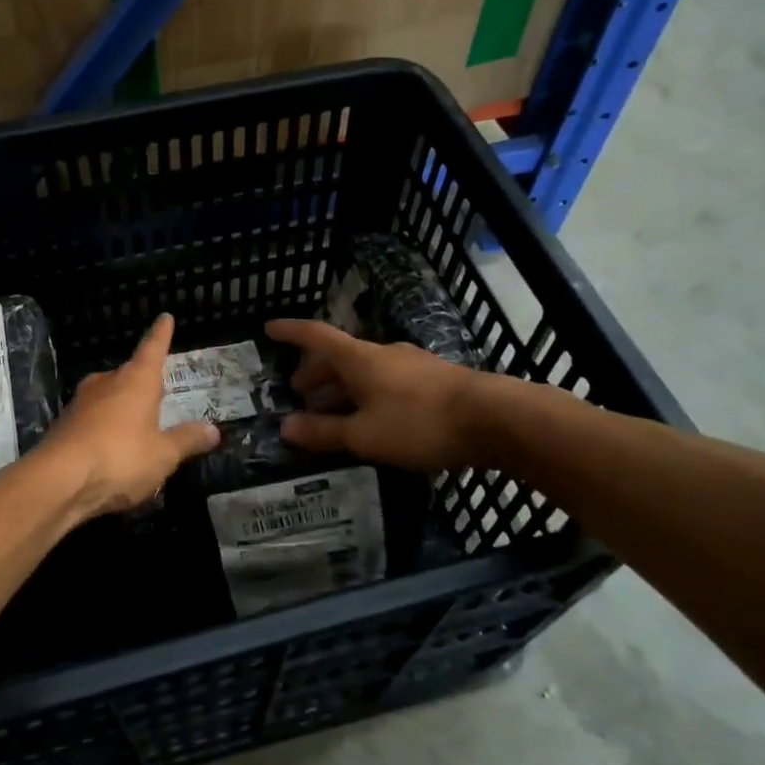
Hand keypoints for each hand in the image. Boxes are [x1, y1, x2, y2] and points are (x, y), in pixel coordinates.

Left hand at [40, 314, 219, 518]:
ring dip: (123, 410)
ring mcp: (81, 403)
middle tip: (159, 395)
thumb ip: (187, 440)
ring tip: (138, 429)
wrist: (58, 481)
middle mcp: (107, 383)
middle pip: (129, 376)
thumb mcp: (163, 455)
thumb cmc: (120, 458)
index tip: (164, 317)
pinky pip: (93, 422)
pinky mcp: (64, 426)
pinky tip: (111, 451)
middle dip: (143, 384)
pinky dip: (105, 431)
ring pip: (109, 398)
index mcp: (136, 381)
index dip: (161, 334)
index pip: (153, 348)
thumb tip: (213, 429)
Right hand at [264, 318, 486, 473]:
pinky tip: (371, 418)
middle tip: (298, 391)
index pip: (316, 336)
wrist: (495, 418)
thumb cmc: (420, 423)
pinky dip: (366, 395)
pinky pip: (385, 382)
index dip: (291, 332)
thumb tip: (285, 427)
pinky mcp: (432, 381)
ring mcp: (410, 365)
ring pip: (364, 371)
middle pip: (340, 356)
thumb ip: (325, 432)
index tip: (269, 329)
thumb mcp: (366, 435)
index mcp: (360, 359)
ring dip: (341, 387)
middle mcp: (382, 353)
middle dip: (315, 372)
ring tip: (330, 411)